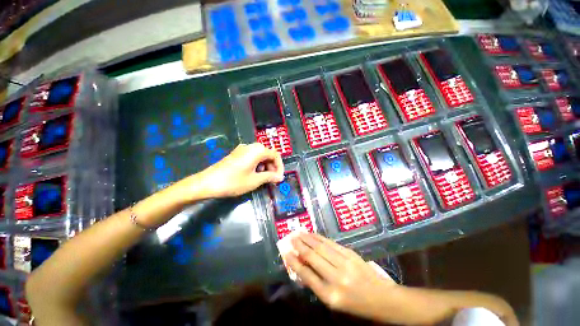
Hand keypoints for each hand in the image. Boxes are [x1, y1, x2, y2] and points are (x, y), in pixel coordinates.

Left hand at [198, 143, 284, 196]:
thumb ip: (270, 177)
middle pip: (268, 154)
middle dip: (272, 167)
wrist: (208, 182)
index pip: (275, 155)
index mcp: (258, 150)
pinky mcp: (237, 154)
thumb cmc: (234, 181)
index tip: (280, 178)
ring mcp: (243, 149)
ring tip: (263, 178)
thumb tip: (280, 177)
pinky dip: (257, 165)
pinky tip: (254, 175)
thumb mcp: (255, 180)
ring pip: (260, 156)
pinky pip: (252, 157)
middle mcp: (251, 146)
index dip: (280, 167)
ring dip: (265, 166)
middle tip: (273, 179)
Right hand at [284, 233, 399, 320]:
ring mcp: (345, 264)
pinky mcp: (351, 254)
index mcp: (330, 295)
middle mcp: (336, 278)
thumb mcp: (333, 301)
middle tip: (291, 238)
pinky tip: (313, 235)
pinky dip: (320, 238)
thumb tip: (301, 266)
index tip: (286, 252)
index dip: (294, 262)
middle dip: (300, 246)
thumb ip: (317, 284)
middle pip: (313, 257)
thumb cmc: (355, 303)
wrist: (382, 298)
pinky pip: (331, 244)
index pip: (307, 275)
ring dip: (308, 238)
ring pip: (321, 247)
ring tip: (299, 233)